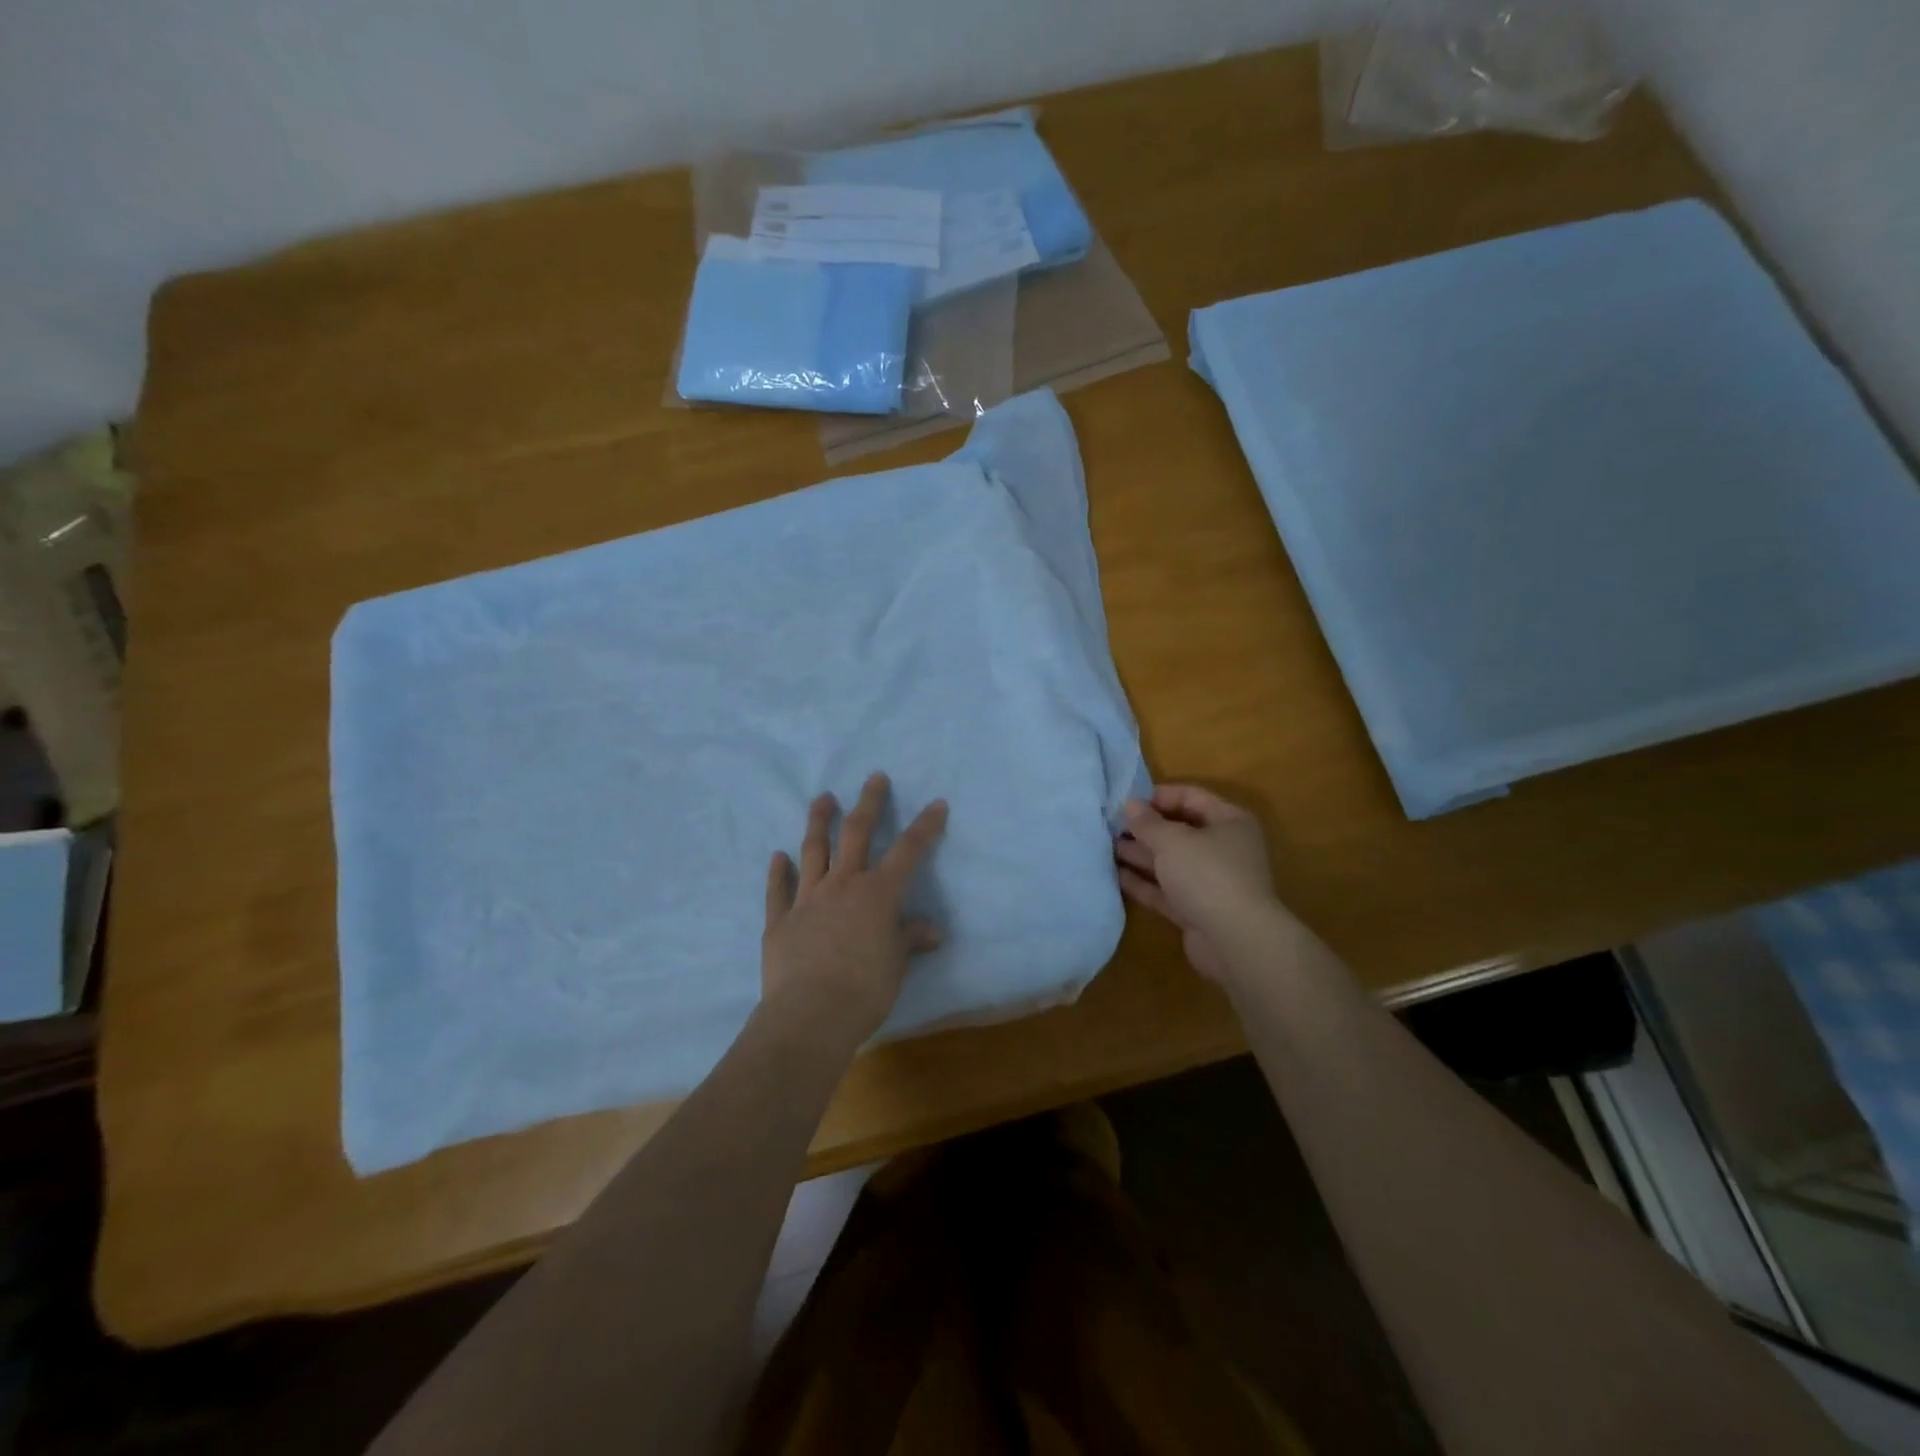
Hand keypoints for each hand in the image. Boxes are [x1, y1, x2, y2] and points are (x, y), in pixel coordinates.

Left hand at [763, 773, 948, 1044]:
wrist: (810, 1016)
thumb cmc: (865, 991)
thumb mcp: (896, 965)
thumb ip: (909, 939)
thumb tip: (932, 930)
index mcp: (878, 894)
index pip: (908, 851)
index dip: (925, 826)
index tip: (936, 803)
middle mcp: (842, 885)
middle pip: (856, 833)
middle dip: (869, 803)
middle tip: (874, 778)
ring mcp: (807, 899)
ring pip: (813, 850)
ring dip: (818, 822)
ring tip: (822, 798)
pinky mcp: (779, 920)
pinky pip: (778, 889)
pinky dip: (777, 871)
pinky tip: (777, 856)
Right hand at [1114, 785, 1283, 983]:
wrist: (1236, 941)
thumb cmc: (1207, 875)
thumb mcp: (1172, 841)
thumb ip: (1147, 823)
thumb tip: (1130, 805)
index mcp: (1229, 821)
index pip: (1191, 797)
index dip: (1158, 796)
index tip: (1125, 801)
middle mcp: (1223, 848)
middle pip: (1180, 830)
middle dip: (1145, 828)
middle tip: (1109, 826)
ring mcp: (1210, 881)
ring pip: (1170, 862)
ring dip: (1140, 854)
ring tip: (1105, 847)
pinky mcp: (1197, 909)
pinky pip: (1166, 890)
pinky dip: (1144, 882)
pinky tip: (1116, 875)